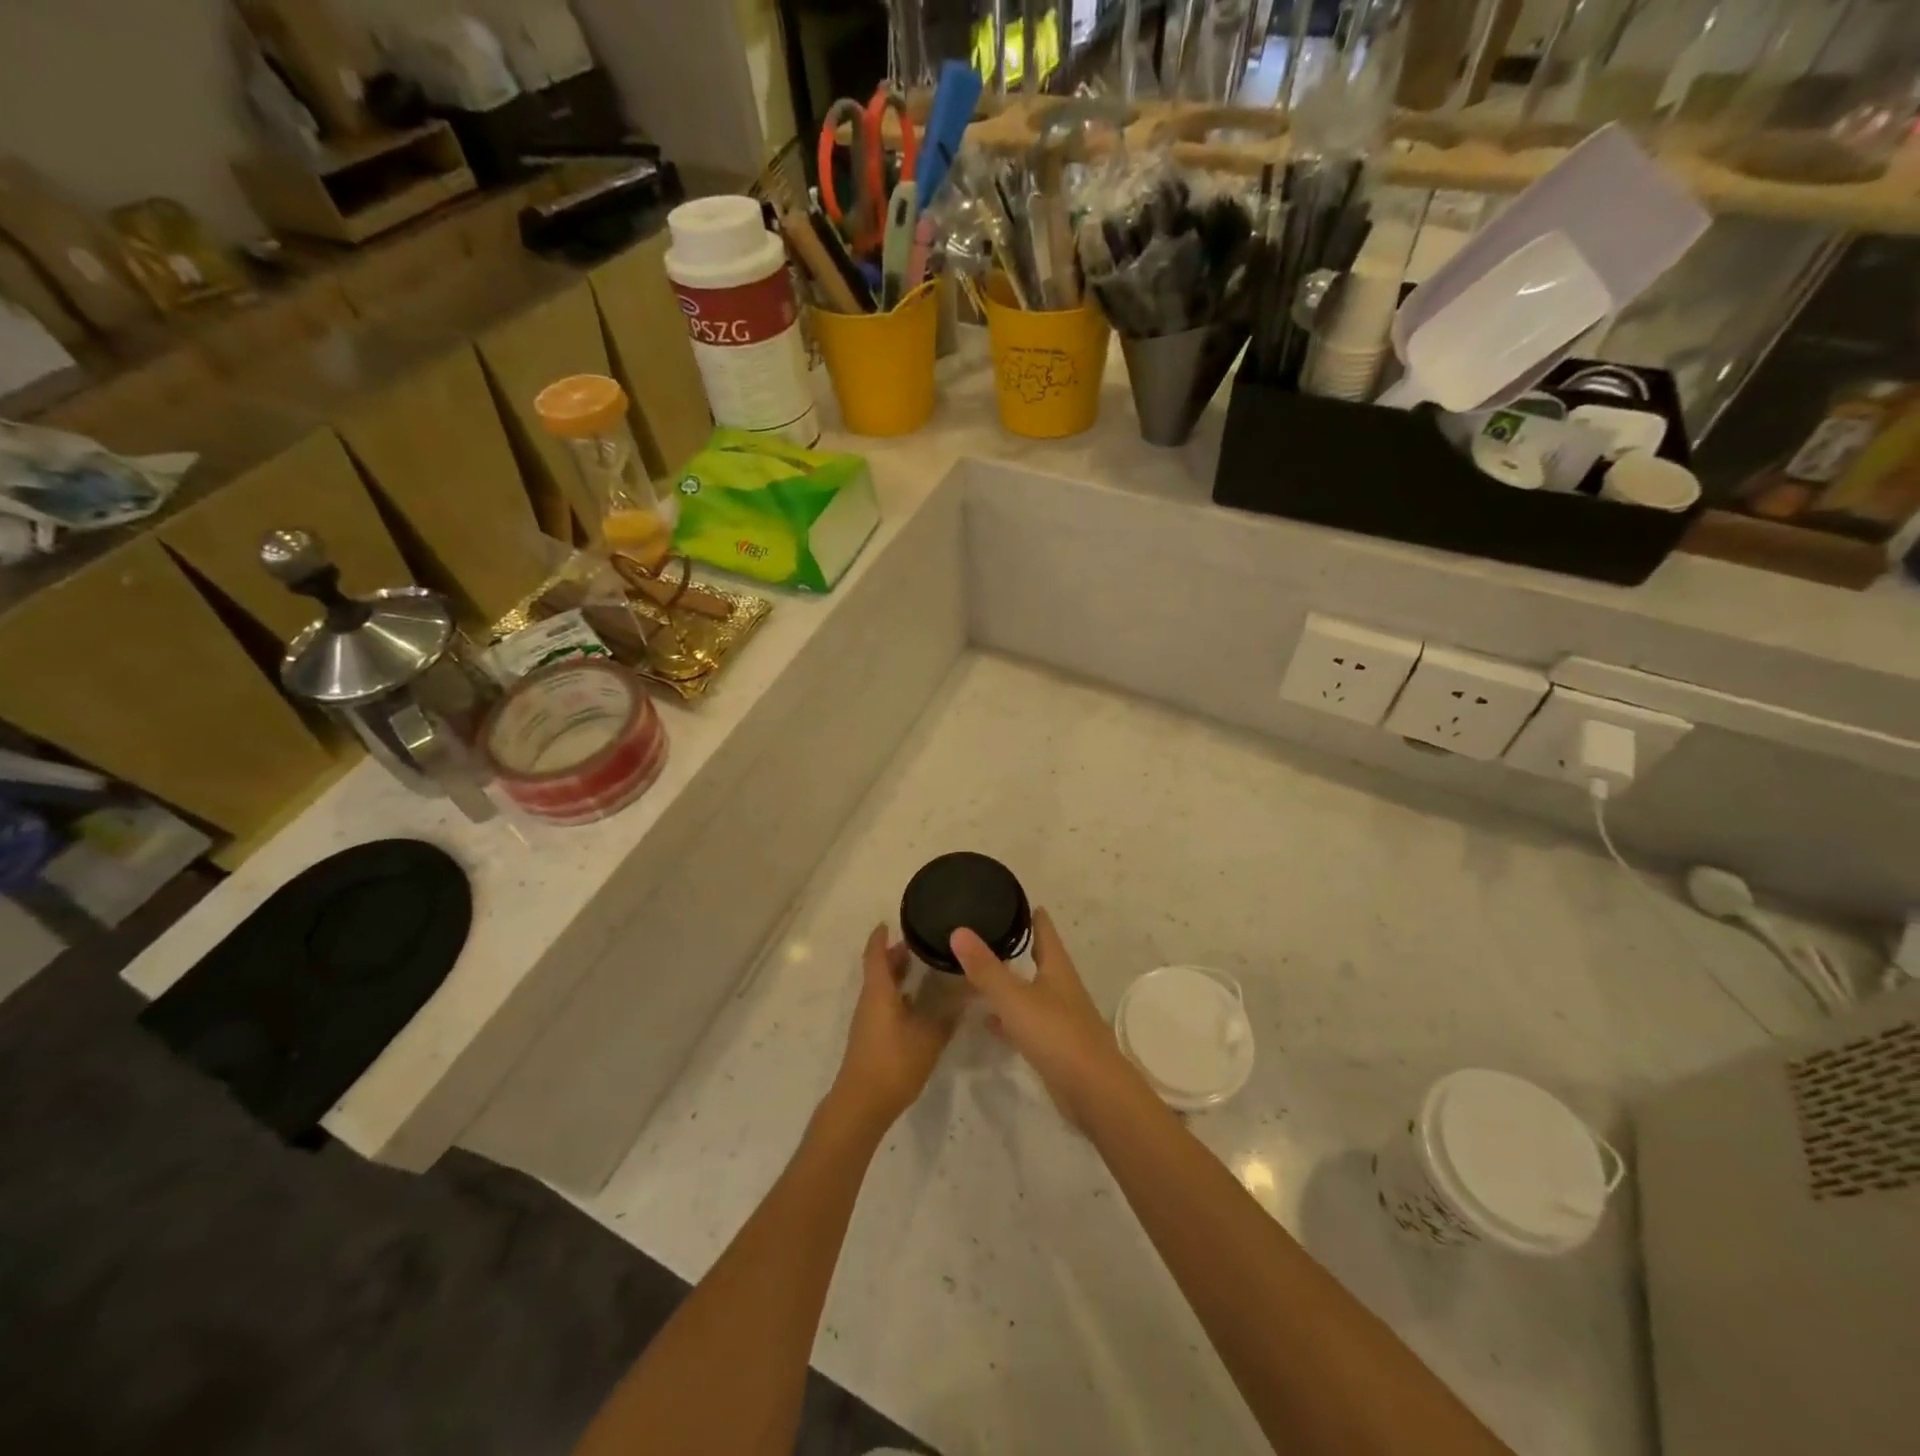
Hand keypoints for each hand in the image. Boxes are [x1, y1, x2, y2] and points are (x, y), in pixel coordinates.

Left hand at [830, 925, 958, 1129]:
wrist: (862, 1105)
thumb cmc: (893, 1063)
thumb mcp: (929, 1037)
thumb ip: (948, 1014)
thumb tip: (967, 992)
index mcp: (879, 992)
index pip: (876, 954)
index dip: (881, 937)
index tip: (889, 922)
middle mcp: (870, 1001)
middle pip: (879, 970)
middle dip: (896, 955)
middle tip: (921, 943)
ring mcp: (868, 1021)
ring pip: (882, 989)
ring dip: (898, 976)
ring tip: (925, 968)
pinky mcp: (871, 1039)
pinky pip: (885, 1005)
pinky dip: (900, 996)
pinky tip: (920, 1004)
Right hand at [949, 908, 1141, 1127]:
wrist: (1093, 1091)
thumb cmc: (1056, 1034)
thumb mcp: (1015, 998)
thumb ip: (986, 968)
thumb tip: (959, 930)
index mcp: (1057, 969)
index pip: (1046, 932)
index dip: (1035, 916)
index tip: (1021, 901)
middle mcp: (1062, 989)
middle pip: (1041, 961)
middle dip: (1023, 947)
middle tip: (995, 933)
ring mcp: (1061, 1019)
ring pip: (1032, 992)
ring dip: (1013, 983)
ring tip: (985, 973)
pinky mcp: (1055, 1047)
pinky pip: (1027, 1023)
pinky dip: (1009, 1018)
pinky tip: (989, 1021)